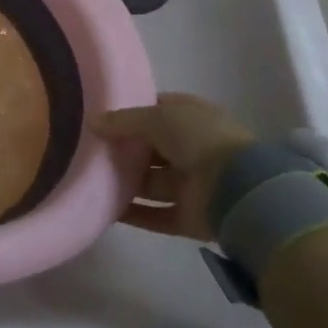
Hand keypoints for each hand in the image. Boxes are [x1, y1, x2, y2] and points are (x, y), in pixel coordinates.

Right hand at [92, 93, 254, 240]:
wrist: (238, 189)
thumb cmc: (199, 139)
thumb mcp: (157, 117)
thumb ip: (123, 121)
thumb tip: (92, 122)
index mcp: (192, 118)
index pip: (158, 110)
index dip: (132, 112)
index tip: (103, 117)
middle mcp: (192, 149)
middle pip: (151, 149)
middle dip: (125, 150)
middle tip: (90, 150)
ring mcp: (192, 184)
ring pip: (151, 183)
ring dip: (126, 183)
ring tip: (91, 180)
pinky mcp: (188, 217)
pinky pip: (155, 215)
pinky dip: (134, 214)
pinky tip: (106, 210)